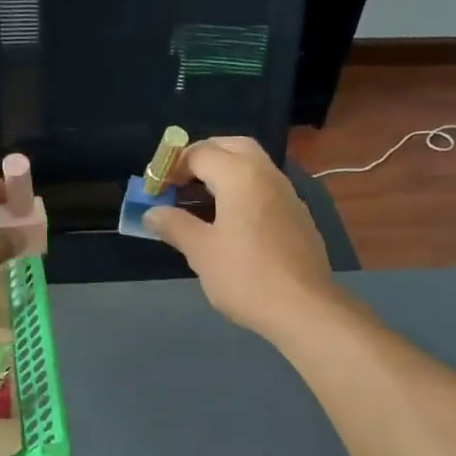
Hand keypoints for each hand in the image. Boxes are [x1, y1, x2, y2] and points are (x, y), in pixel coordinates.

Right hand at [144, 137, 338, 341]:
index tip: (155, 190)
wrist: (303, 308)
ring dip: (223, 173)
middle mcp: (267, 174)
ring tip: (198, 203)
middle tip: (179, 181)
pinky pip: (264, 189)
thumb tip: (151, 213)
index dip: (172, 167)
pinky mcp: (297, 216)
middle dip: (202, 157)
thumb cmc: (245, 276)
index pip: (200, 152)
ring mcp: (287, 194)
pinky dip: (242, 192)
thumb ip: (174, 225)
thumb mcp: (200, 252)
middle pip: (232, 147)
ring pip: (252, 166)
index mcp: (240, 175)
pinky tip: (230, 223)